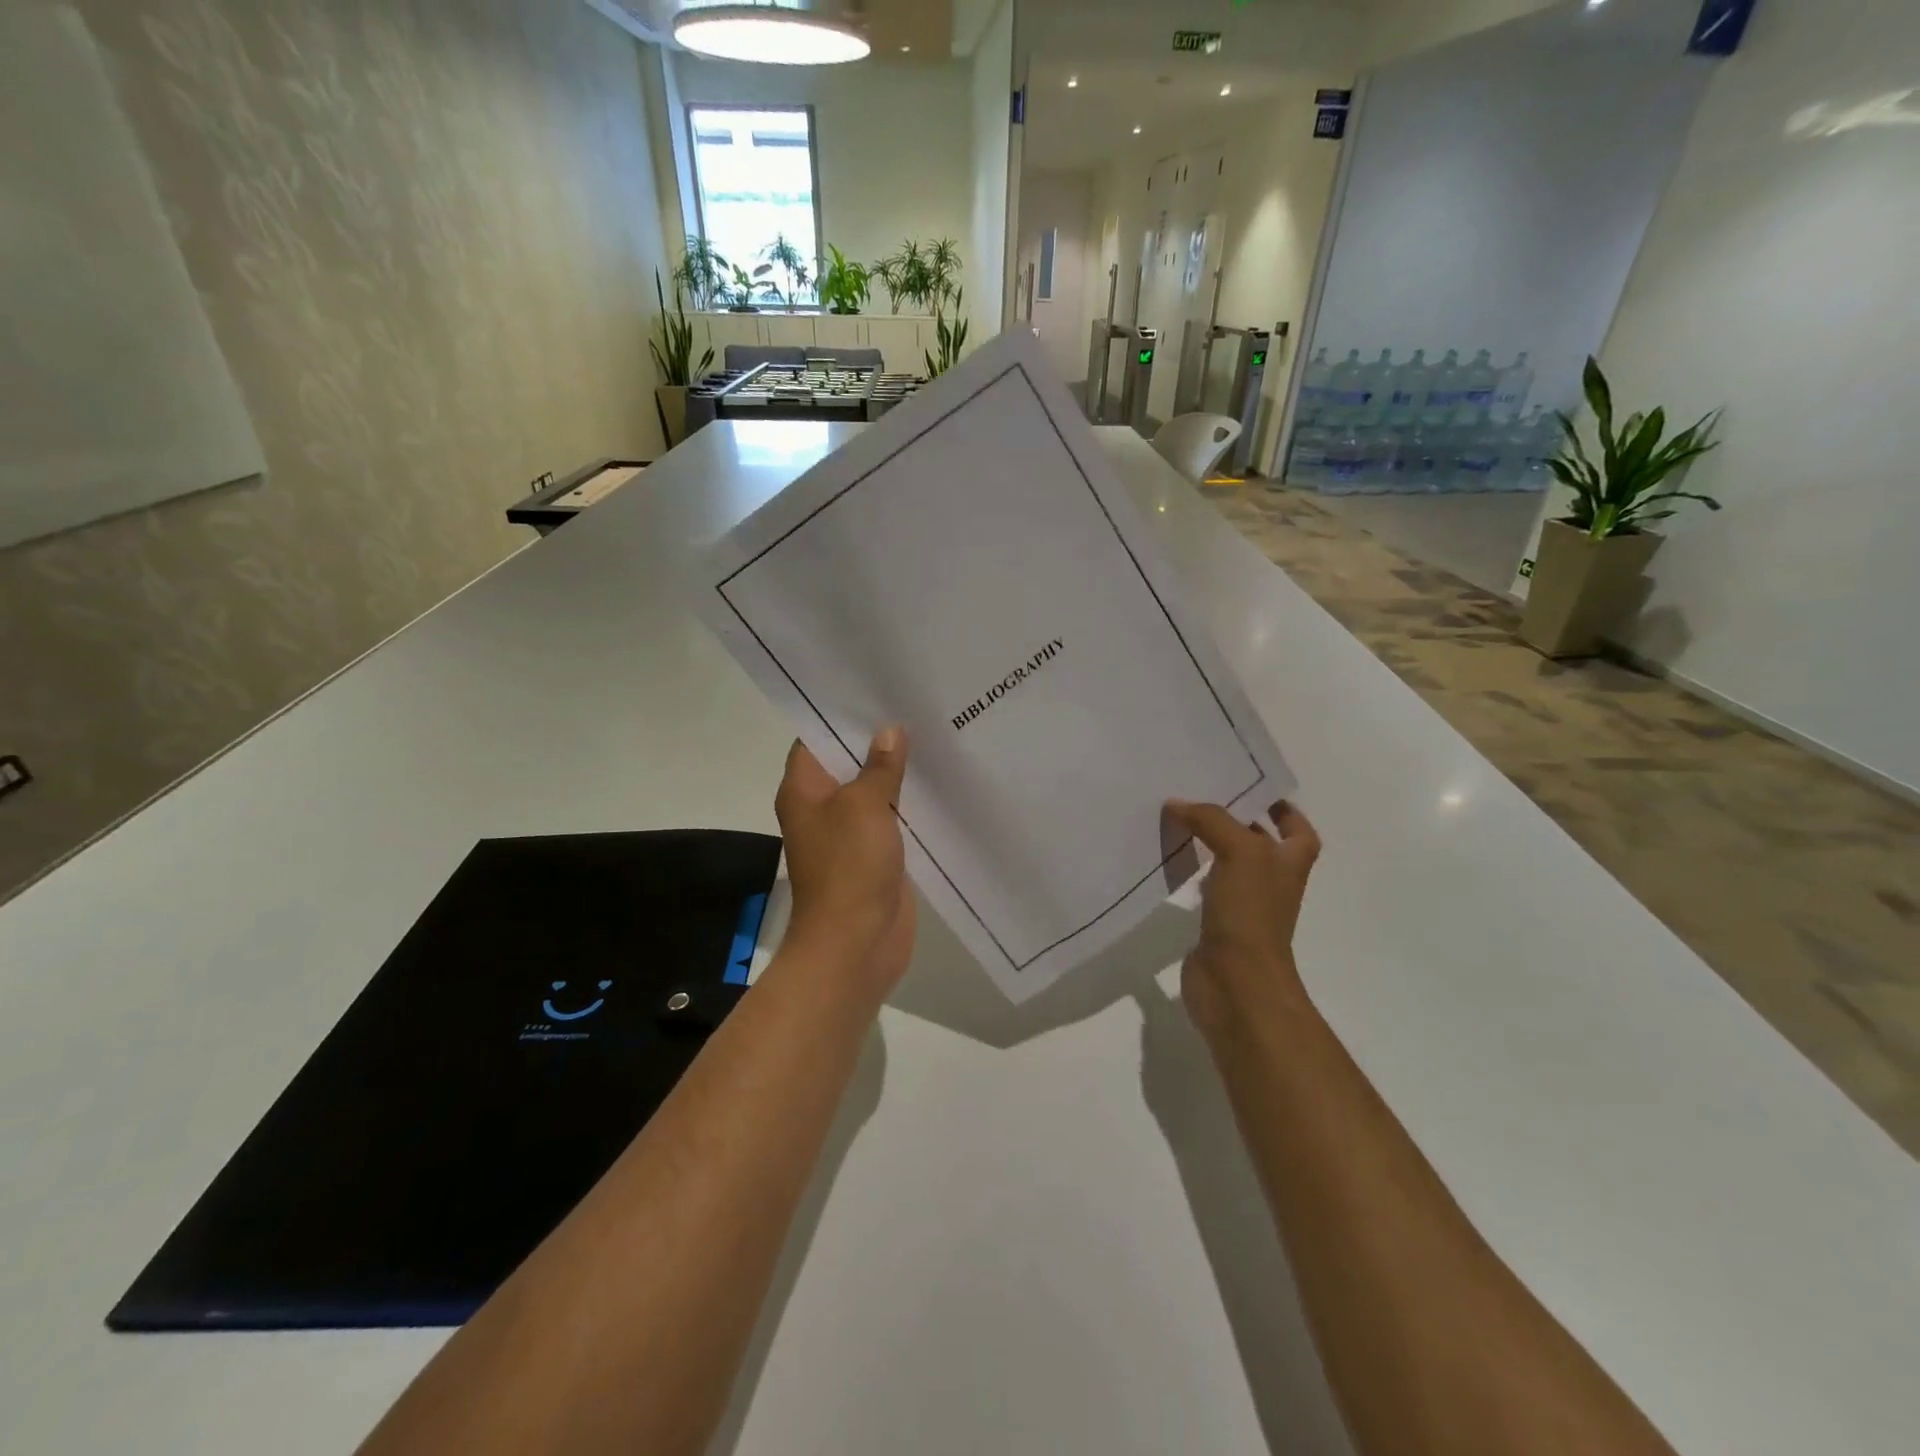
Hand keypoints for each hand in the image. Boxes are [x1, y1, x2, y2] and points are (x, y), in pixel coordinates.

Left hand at [773, 728, 916, 1001]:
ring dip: (897, 770)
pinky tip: (938, 780)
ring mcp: (849, 832)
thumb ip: (879, 766)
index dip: (841, 713)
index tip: (874, 690)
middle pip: (847, 762)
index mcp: (804, 789)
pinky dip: (909, 801)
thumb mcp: (865, 806)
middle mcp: (822, 806)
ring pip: (873, 790)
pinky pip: (891, 817)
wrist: (856, 943)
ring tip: (932, 733)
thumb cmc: (849, 867)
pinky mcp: (875, 853)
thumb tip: (890, 731)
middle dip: (877, 738)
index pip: (816, 738)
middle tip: (913, 704)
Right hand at [1166, 799, 1321, 1035]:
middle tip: (1199, 794)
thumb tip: (1176, 804)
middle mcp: (1270, 882)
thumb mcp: (1240, 852)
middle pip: (1258, 842)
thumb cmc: (1251, 913)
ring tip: (1176, 818)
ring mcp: (1243, 905)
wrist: (1237, 983)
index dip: (1283, 809)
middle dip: (1234, 820)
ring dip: (1207, 844)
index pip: (1297, 830)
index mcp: (1289, 863)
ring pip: (1227, 863)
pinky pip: (1203, 887)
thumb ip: (1211, 820)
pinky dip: (1189, 872)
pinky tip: (1168, 858)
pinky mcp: (1216, 923)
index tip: (1251, 790)